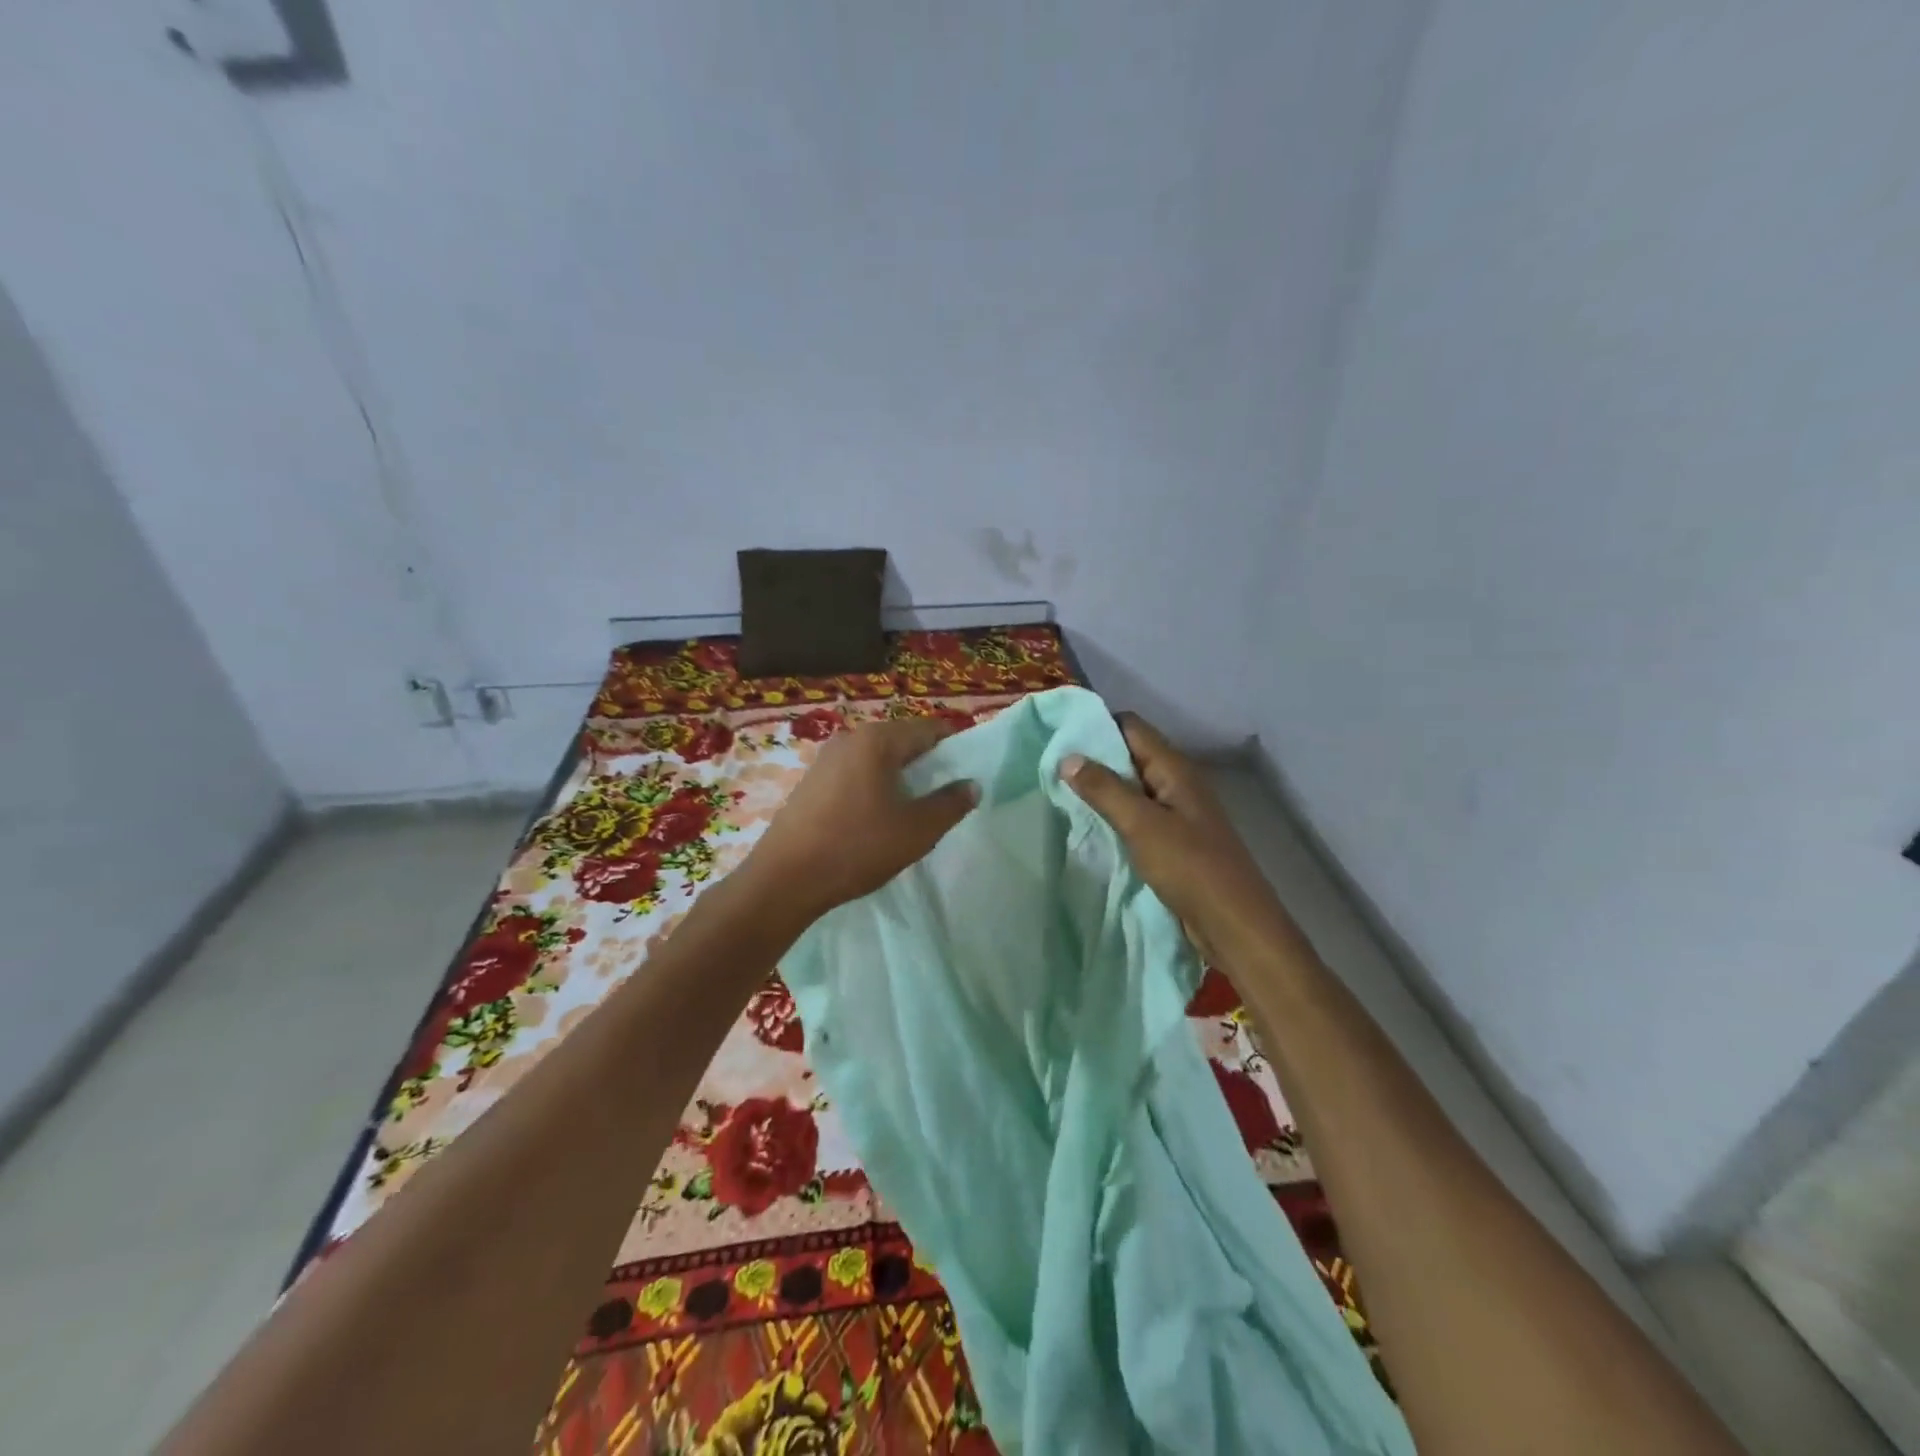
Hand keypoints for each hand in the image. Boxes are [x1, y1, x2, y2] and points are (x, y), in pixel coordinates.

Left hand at [741, 717, 977, 926]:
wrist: (784, 879)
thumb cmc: (857, 847)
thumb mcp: (917, 830)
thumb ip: (950, 804)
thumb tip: (971, 785)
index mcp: (877, 740)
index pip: (929, 729)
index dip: (953, 748)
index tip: (966, 775)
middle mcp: (849, 738)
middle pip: (901, 741)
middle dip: (926, 764)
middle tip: (942, 797)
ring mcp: (825, 760)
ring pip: (876, 759)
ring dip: (899, 778)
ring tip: (911, 811)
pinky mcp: (810, 782)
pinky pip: (854, 774)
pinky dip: (873, 787)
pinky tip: (875, 819)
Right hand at [1061, 713, 1289, 960]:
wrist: (1233, 924)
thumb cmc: (1190, 867)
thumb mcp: (1141, 824)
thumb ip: (1104, 789)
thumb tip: (1068, 757)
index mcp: (1175, 769)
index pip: (1132, 727)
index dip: (1097, 726)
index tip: (1059, 738)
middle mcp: (1177, 784)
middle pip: (1130, 756)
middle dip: (1094, 760)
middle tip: (1052, 769)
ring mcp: (1177, 813)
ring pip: (1132, 788)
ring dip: (1102, 791)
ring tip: (1062, 796)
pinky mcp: (1174, 841)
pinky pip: (1138, 817)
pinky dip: (1114, 816)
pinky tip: (1090, 827)